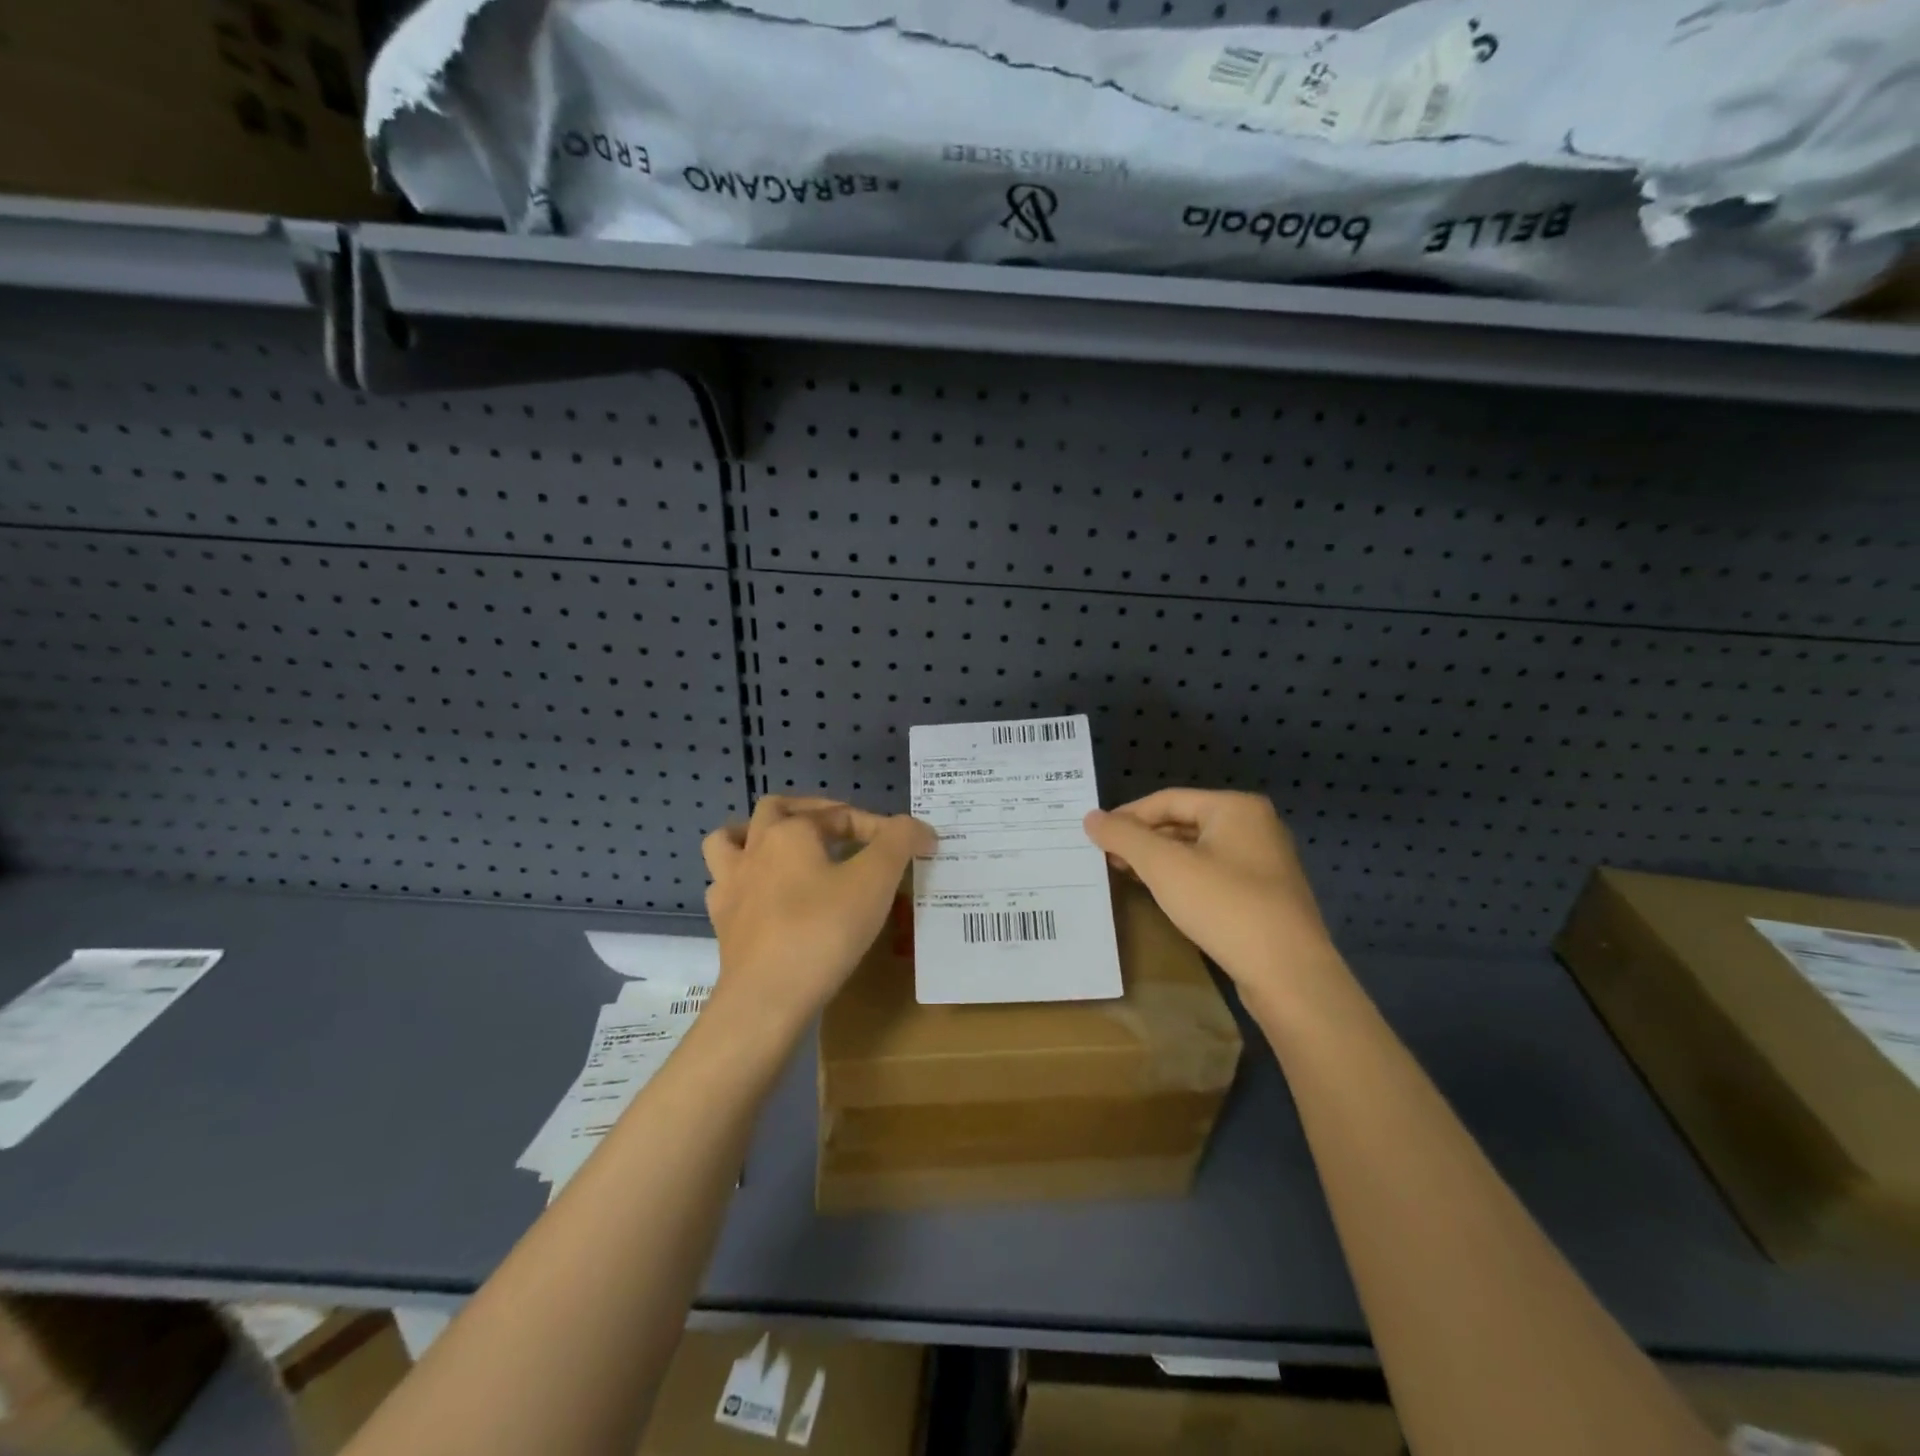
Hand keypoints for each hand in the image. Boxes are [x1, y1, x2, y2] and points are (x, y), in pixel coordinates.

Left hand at [702, 796, 934, 1032]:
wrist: (766, 999)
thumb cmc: (823, 931)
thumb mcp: (875, 880)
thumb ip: (899, 842)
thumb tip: (919, 828)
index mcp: (789, 832)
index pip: (841, 814)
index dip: (880, 827)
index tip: (910, 849)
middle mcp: (754, 849)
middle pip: (775, 810)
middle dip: (810, 812)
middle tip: (840, 831)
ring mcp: (731, 886)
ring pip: (730, 840)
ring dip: (756, 836)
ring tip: (784, 850)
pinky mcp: (722, 923)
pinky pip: (725, 886)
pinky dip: (744, 882)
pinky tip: (765, 898)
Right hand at [1084, 789, 1337, 1009]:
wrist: (1288, 974)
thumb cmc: (1224, 906)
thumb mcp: (1164, 866)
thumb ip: (1125, 837)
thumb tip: (1091, 817)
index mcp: (1235, 808)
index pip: (1167, 799)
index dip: (1127, 816)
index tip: (1095, 837)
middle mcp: (1254, 826)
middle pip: (1183, 822)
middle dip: (1142, 839)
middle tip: (1105, 858)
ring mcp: (1264, 862)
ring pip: (1197, 850)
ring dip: (1160, 860)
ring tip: (1125, 874)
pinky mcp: (1265, 896)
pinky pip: (1213, 874)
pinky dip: (1183, 879)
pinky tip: (1162, 895)